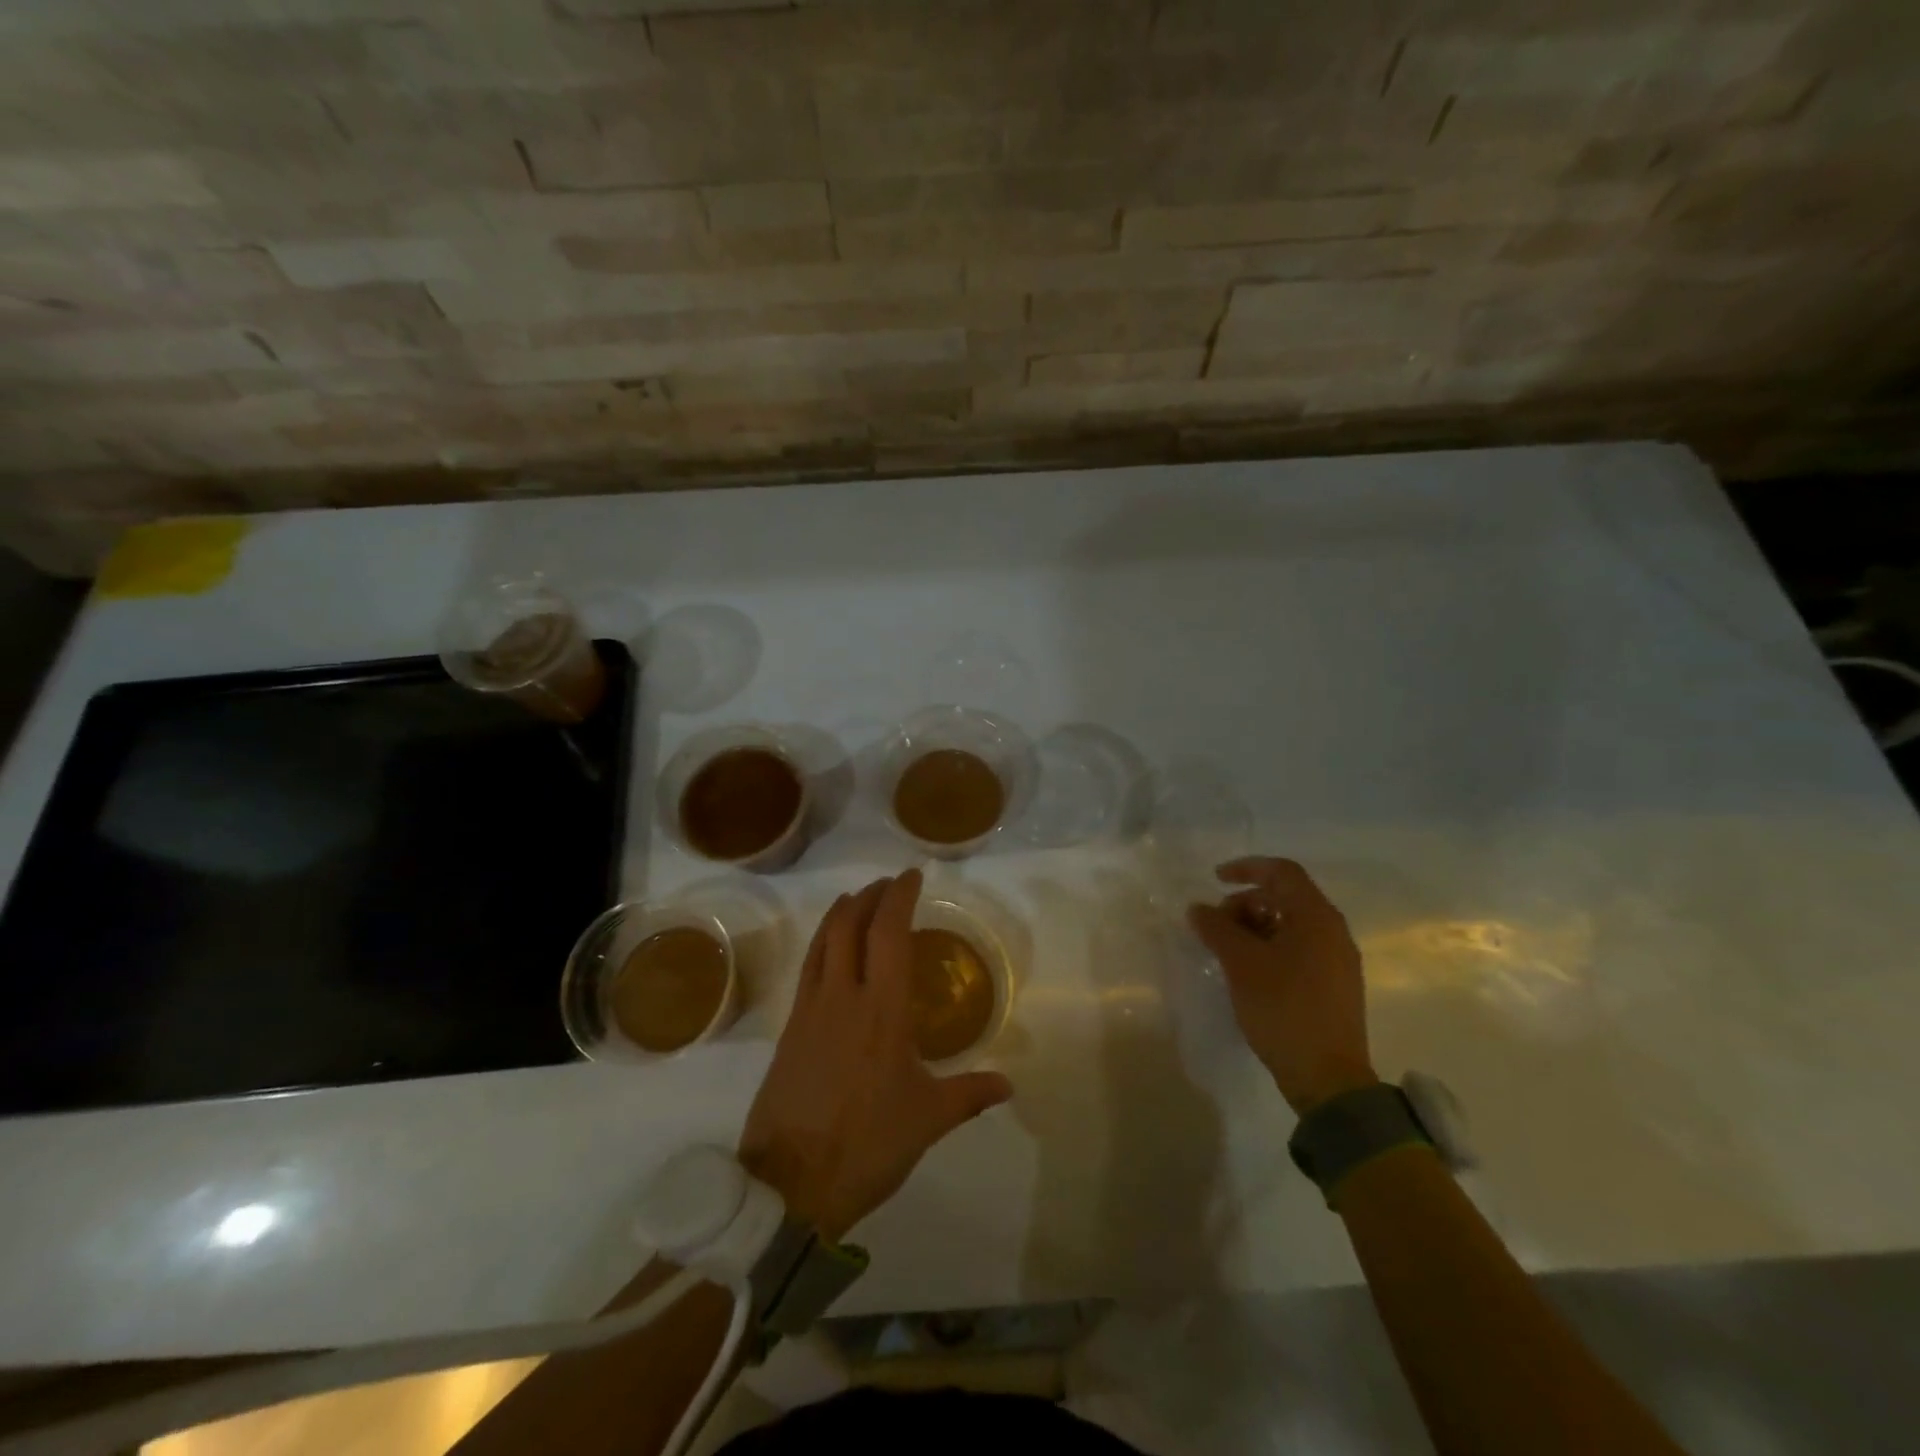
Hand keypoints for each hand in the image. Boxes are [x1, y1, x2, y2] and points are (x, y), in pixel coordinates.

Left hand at [738, 870, 1012, 1241]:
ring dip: (840, 913)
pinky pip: (808, 969)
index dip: (899, 896)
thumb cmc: (868, 1145)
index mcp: (883, 1010)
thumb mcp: (928, 1120)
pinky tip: (830, 952)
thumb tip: (1008, 1083)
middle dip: (869, 896)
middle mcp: (843, 996)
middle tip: (887, 886)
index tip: (911, 876)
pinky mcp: (789, 1030)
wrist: (789, 1185)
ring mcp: (810, 1010)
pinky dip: (822, 944)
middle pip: (850, 925)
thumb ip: (970, 1094)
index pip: (889, 933)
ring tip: (855, 901)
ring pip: (823, 942)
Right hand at [1187, 857, 1377, 1114]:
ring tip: (1225, 952)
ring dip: (1253, 928)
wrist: (1327, 1078)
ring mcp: (1336, 961)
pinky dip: (1268, 948)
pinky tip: (1246, 972)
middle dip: (1244, 904)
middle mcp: (1332, 932)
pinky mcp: (1332, 986)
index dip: (1246, 868)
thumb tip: (1197, 908)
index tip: (1214, 879)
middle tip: (1215, 927)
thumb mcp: (1241, 964)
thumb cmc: (1284, 1008)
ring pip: (1289, 926)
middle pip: (1284, 898)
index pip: (1282, 872)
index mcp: (1316, 918)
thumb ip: (1217, 928)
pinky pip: (1296, 950)